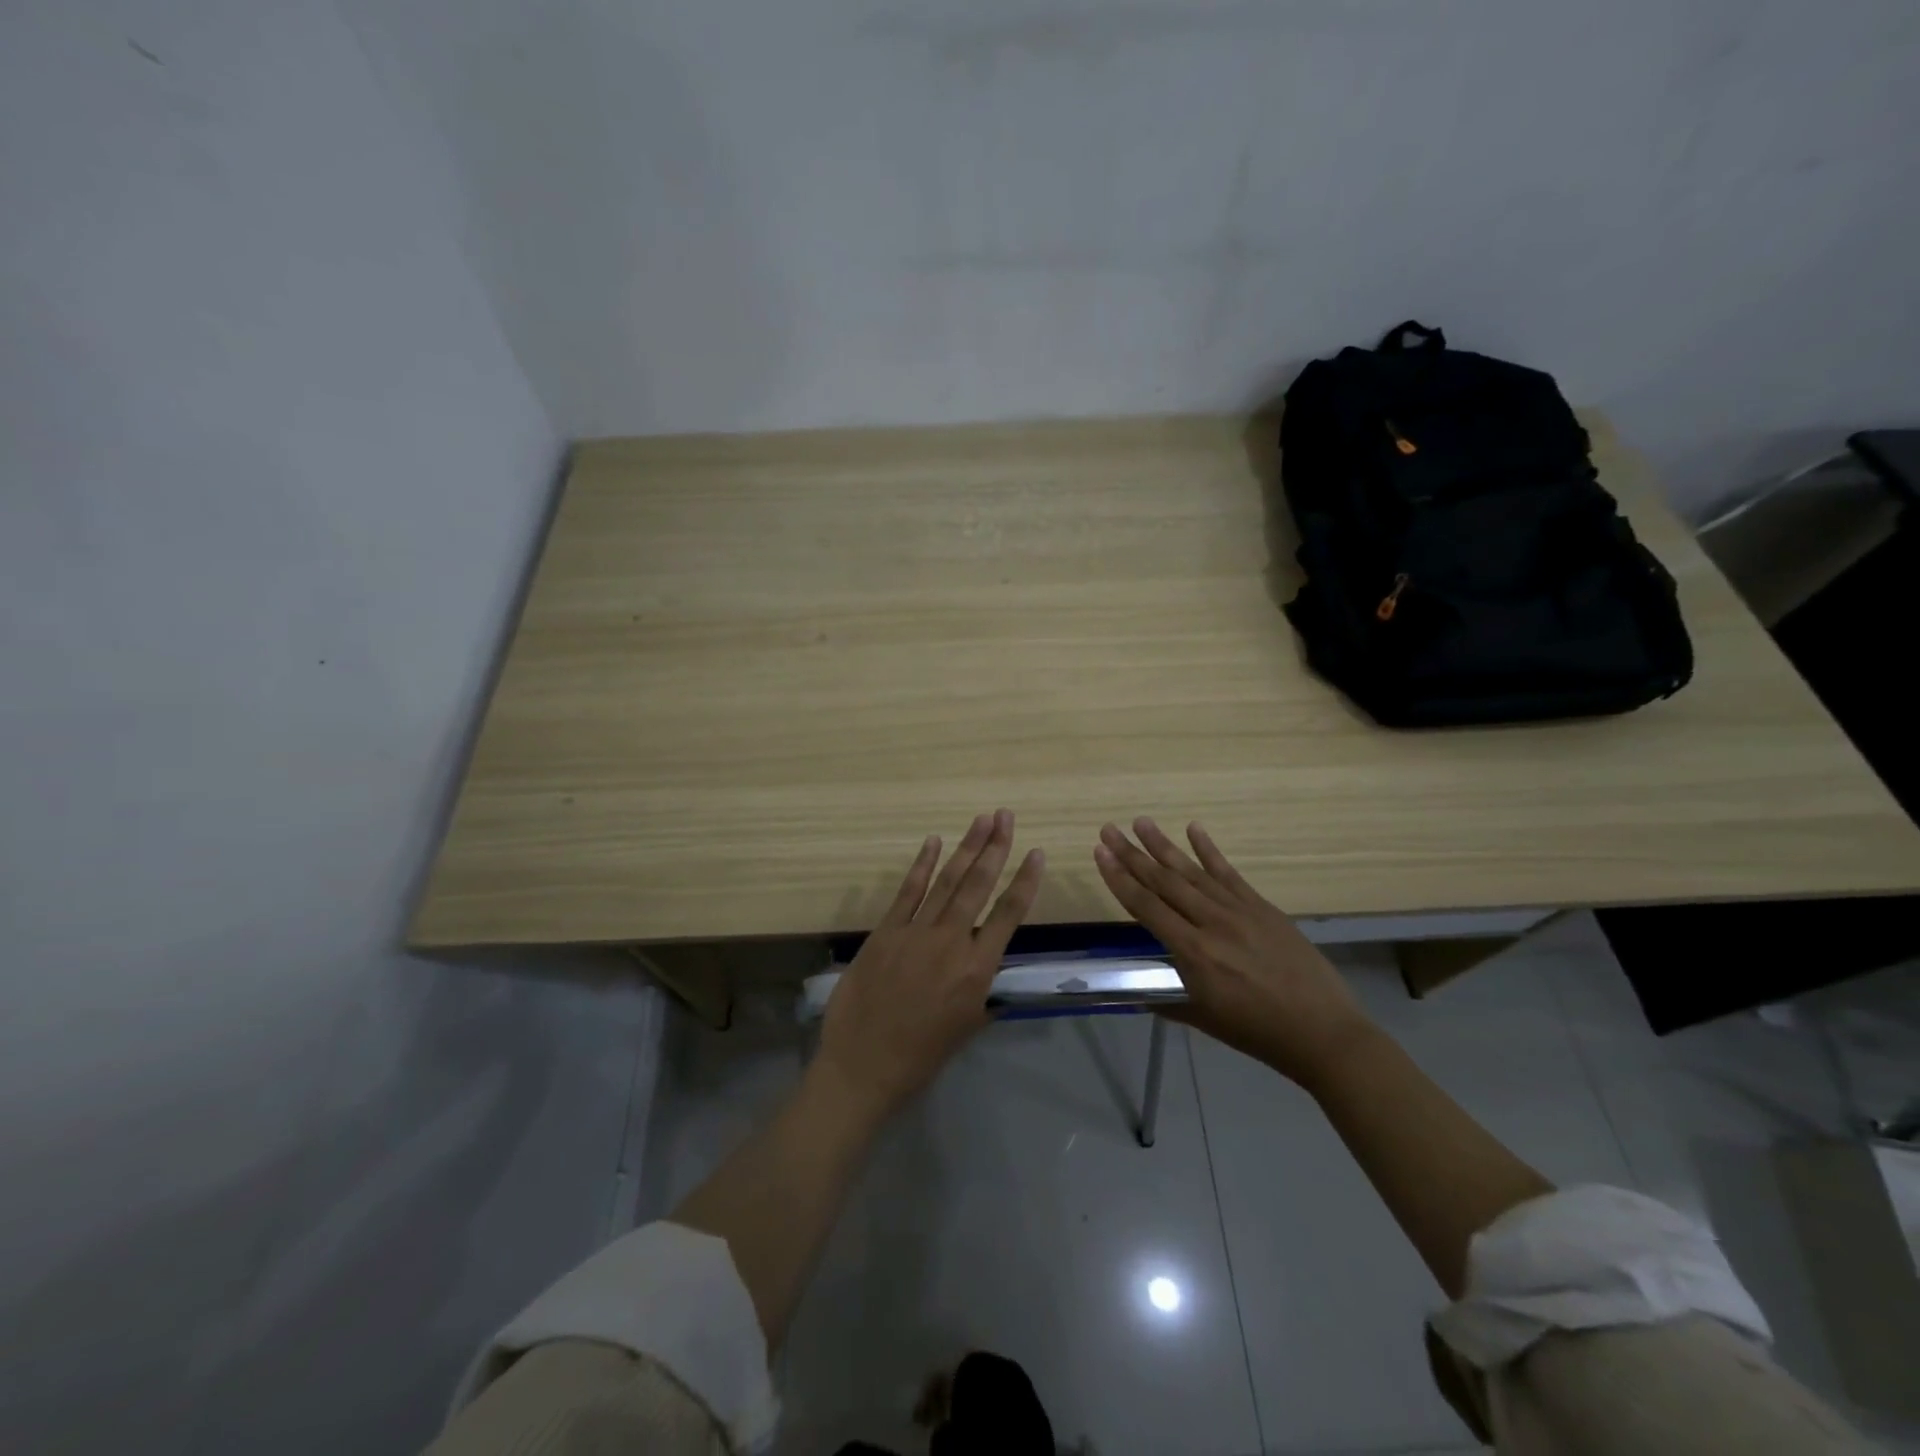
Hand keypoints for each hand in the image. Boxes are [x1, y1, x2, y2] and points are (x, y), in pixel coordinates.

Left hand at [815, 809, 1044, 1118]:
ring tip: (982, 820)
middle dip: (995, 848)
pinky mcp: (885, 931)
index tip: (1037, 853)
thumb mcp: (967, 1027)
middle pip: (978, 886)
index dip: (1025, 881)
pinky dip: (921, 865)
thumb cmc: (921, 1055)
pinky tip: (933, 842)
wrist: (863, 1065)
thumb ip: (984, 992)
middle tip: (1006, 816)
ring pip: (947, 881)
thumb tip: (994, 970)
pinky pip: (908, 891)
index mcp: (976, 969)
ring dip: (966, 848)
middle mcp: (951, 942)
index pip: (1009, 914)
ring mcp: (915, 932)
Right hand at [1094, 817, 1374, 1088]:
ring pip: (1192, 872)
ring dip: (1163, 846)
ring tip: (1141, 822)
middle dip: (1132, 854)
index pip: (1146, 907)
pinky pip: (1229, 873)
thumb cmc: (1257, 1032)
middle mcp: (1212, 923)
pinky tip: (1194, 828)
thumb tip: (1140, 991)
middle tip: (1109, 829)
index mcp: (1194, 953)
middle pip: (1164, 882)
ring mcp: (1239, 910)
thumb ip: (1168, 1000)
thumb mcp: (1203, 1019)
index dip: (1119, 879)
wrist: (1322, 1031)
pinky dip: (1210, 850)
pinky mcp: (1261, 906)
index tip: (1100, 854)